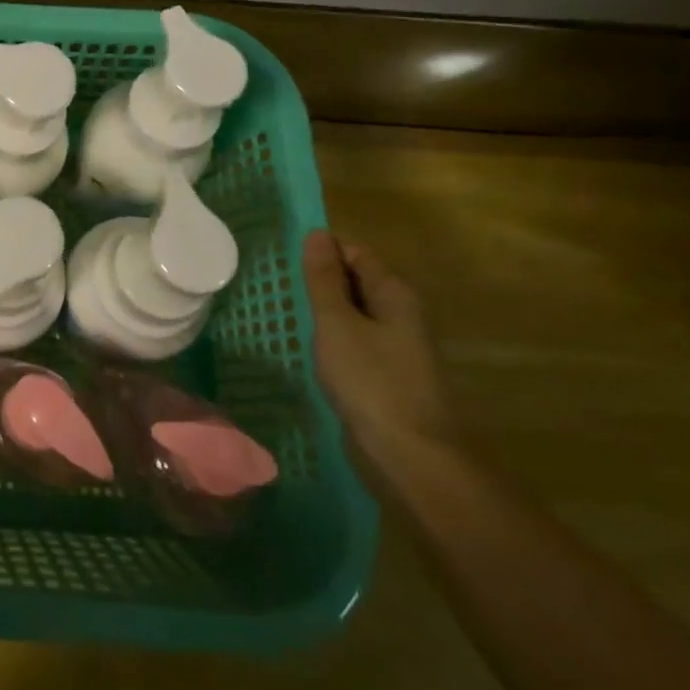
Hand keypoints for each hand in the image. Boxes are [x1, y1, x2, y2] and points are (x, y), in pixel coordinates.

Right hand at [302, 230, 458, 467]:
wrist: (409, 455)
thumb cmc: (371, 380)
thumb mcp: (337, 323)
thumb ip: (324, 279)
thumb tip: (317, 234)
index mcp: (394, 295)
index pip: (355, 253)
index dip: (322, 253)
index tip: (286, 263)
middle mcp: (401, 315)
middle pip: (356, 282)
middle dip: (320, 282)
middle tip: (281, 290)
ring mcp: (396, 347)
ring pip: (353, 315)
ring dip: (323, 313)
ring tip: (287, 316)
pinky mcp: (386, 374)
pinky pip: (354, 342)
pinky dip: (331, 339)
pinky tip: (308, 350)